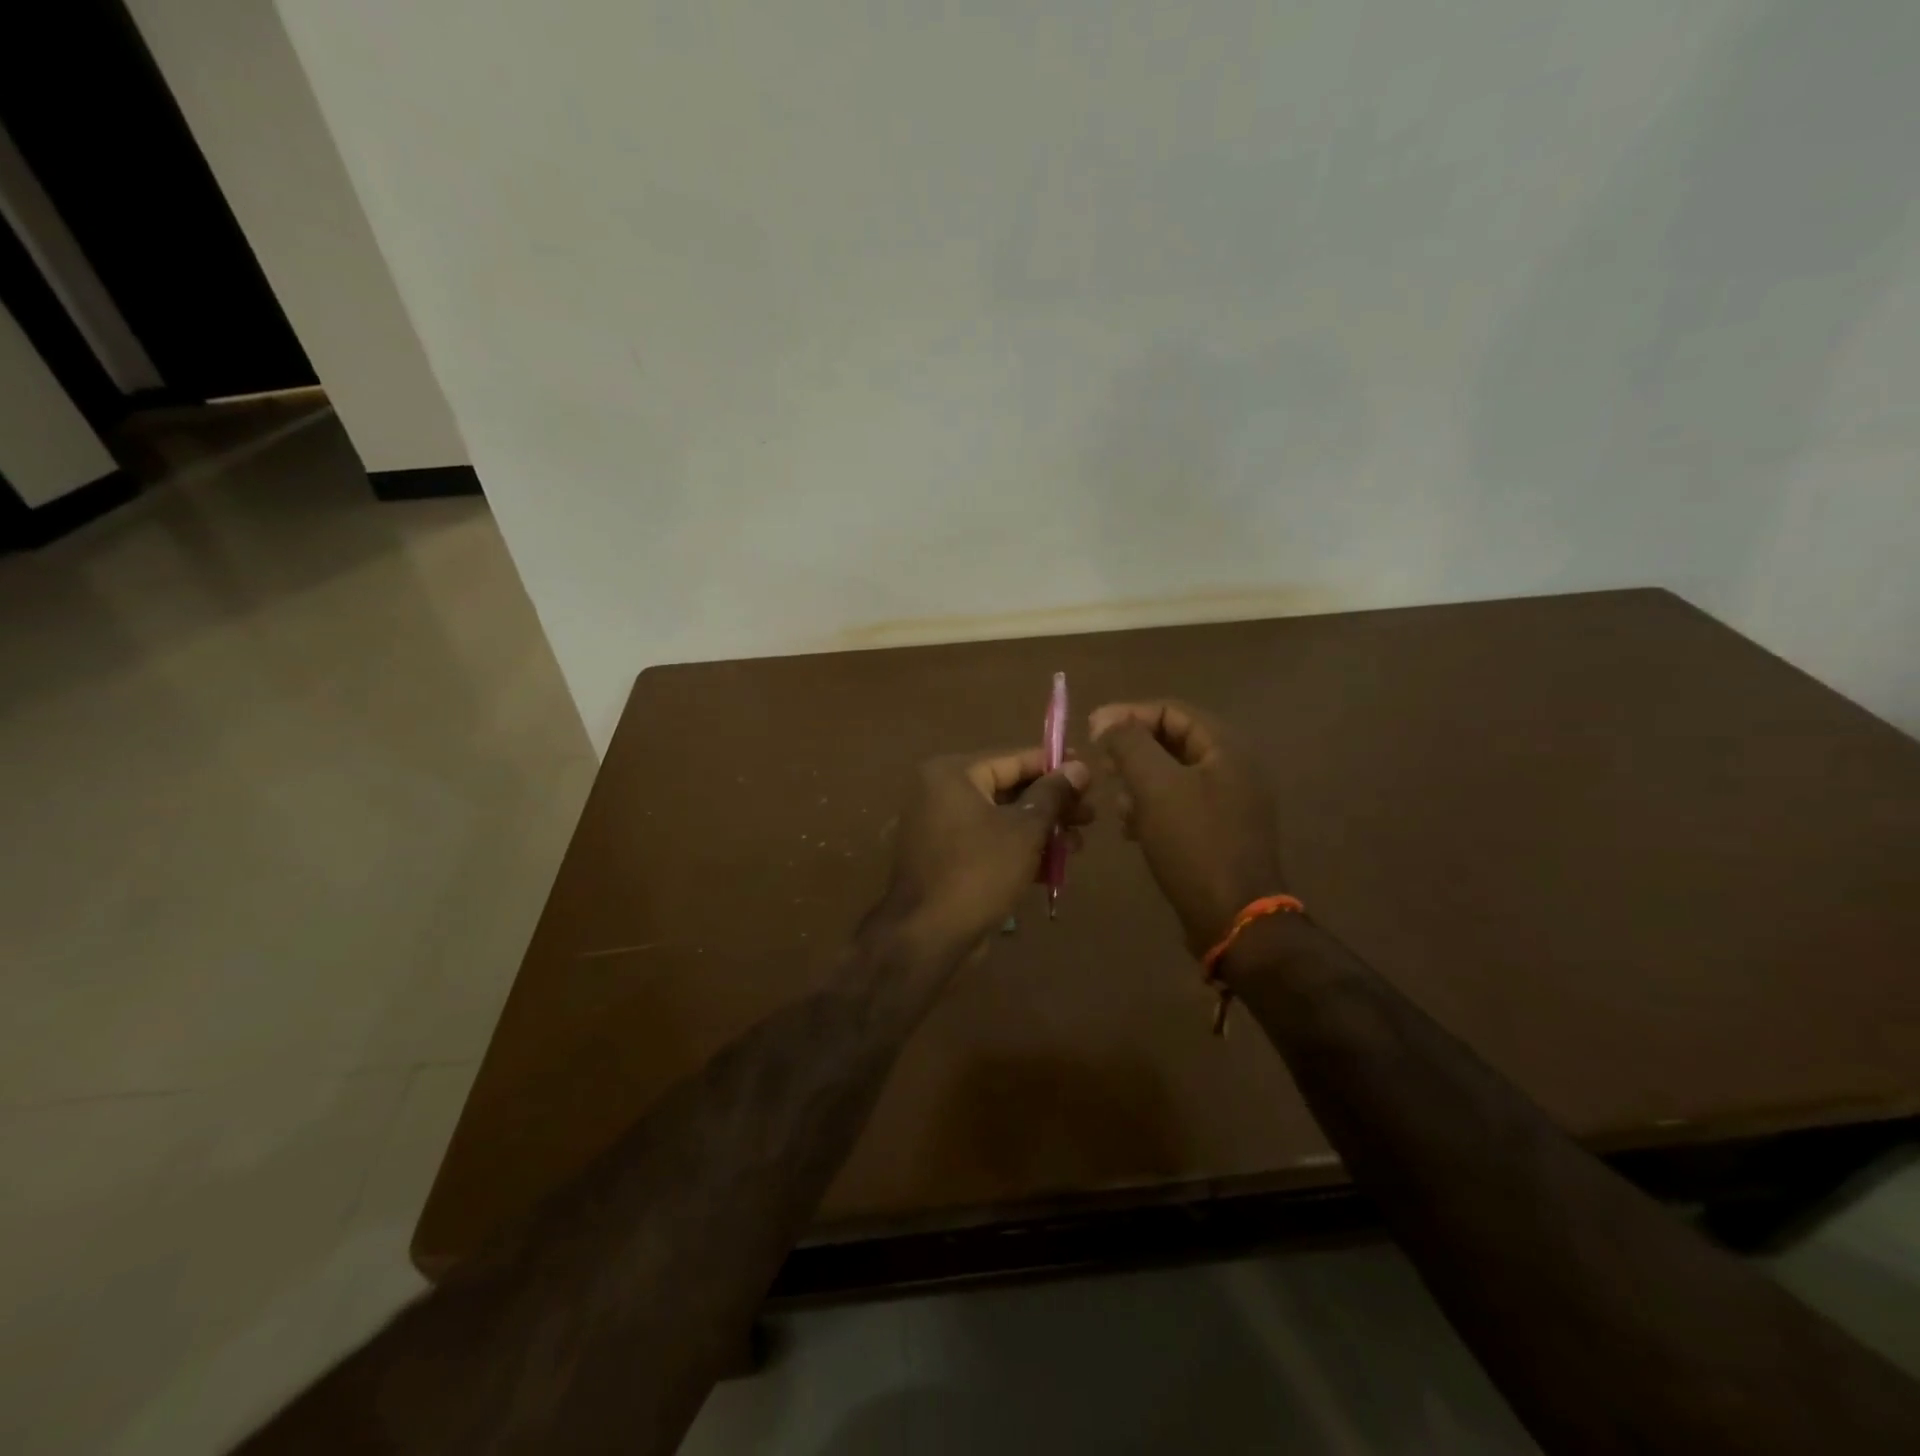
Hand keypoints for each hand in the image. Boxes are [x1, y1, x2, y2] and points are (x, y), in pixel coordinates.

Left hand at [871, 748, 1090, 960]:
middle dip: (1051, 805)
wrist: (928, 935)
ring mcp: (939, 827)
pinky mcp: (945, 858)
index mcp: (952, 774)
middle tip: (1090, 816)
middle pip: (1008, 789)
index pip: (1012, 759)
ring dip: (1040, 830)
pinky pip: (987, 842)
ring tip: (1079, 845)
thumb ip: (1052, 795)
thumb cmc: (979, 871)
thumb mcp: (1024, 830)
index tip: (1089, 772)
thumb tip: (1078, 767)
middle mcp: (940, 792)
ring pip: (1000, 819)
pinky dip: (1017, 849)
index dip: (1054, 766)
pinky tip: (1054, 866)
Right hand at [1089, 701, 1283, 955]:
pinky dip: (1151, 808)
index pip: (1172, 711)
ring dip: (1138, 781)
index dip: (1129, 714)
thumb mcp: (1155, 786)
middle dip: (1131, 750)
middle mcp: (1233, 769)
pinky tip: (1130, 828)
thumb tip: (1107, 720)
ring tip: (1114, 801)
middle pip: (1172, 742)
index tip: (1091, 730)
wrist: (1233, 919)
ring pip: (1172, 775)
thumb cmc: (1194, 844)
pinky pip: (1178, 805)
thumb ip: (1129, 744)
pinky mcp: (1218, 833)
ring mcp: (1228, 803)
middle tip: (1099, 765)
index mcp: (1226, 749)